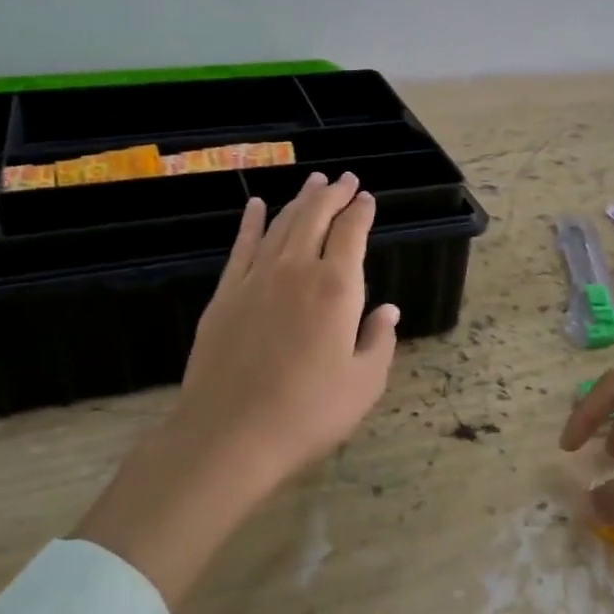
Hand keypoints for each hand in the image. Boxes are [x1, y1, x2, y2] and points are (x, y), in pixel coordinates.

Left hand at [77, 173, 400, 604]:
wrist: (229, 435)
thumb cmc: (308, 413)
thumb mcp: (364, 384)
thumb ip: (379, 340)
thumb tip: (388, 310)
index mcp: (336, 288)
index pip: (351, 234)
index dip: (361, 212)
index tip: (367, 198)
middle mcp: (296, 270)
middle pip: (316, 217)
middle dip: (333, 194)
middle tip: (345, 178)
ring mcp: (256, 278)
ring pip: (282, 224)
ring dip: (300, 201)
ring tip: (313, 183)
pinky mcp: (226, 293)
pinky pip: (242, 245)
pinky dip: (251, 221)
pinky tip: (257, 205)